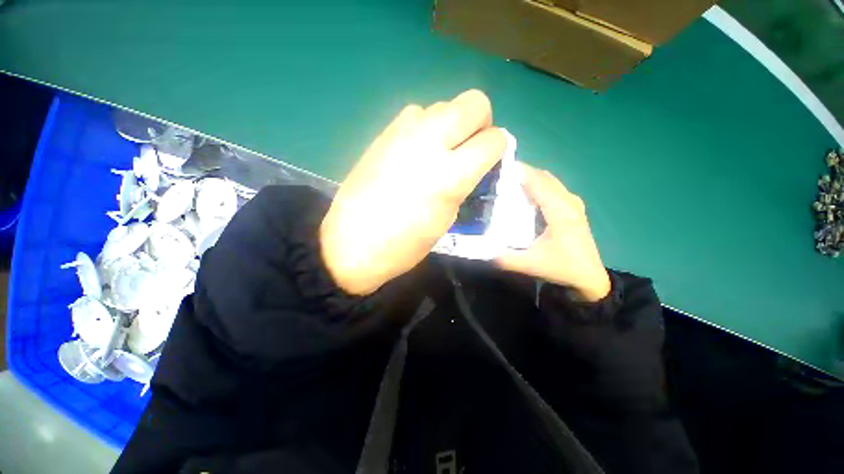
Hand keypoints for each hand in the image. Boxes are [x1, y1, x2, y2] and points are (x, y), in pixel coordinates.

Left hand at [320, 90, 506, 294]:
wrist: (352, 241)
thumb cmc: (405, 243)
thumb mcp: (446, 219)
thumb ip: (464, 184)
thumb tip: (473, 165)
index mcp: (451, 174)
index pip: (494, 139)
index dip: (498, 149)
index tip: (490, 162)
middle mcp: (430, 142)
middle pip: (474, 102)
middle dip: (480, 123)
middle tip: (468, 150)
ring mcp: (403, 131)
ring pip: (444, 105)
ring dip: (451, 125)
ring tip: (438, 152)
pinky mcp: (383, 132)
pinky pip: (417, 114)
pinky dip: (426, 127)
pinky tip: (415, 152)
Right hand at [496, 164, 610, 301]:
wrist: (588, 277)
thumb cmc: (562, 268)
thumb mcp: (530, 265)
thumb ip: (503, 258)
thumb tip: (480, 249)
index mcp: (560, 211)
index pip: (538, 182)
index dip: (520, 172)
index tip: (498, 169)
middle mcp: (568, 201)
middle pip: (543, 177)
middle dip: (521, 173)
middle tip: (498, 178)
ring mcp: (573, 203)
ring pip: (549, 181)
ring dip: (529, 179)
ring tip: (507, 184)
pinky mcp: (572, 207)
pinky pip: (552, 188)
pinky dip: (537, 186)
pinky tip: (524, 195)